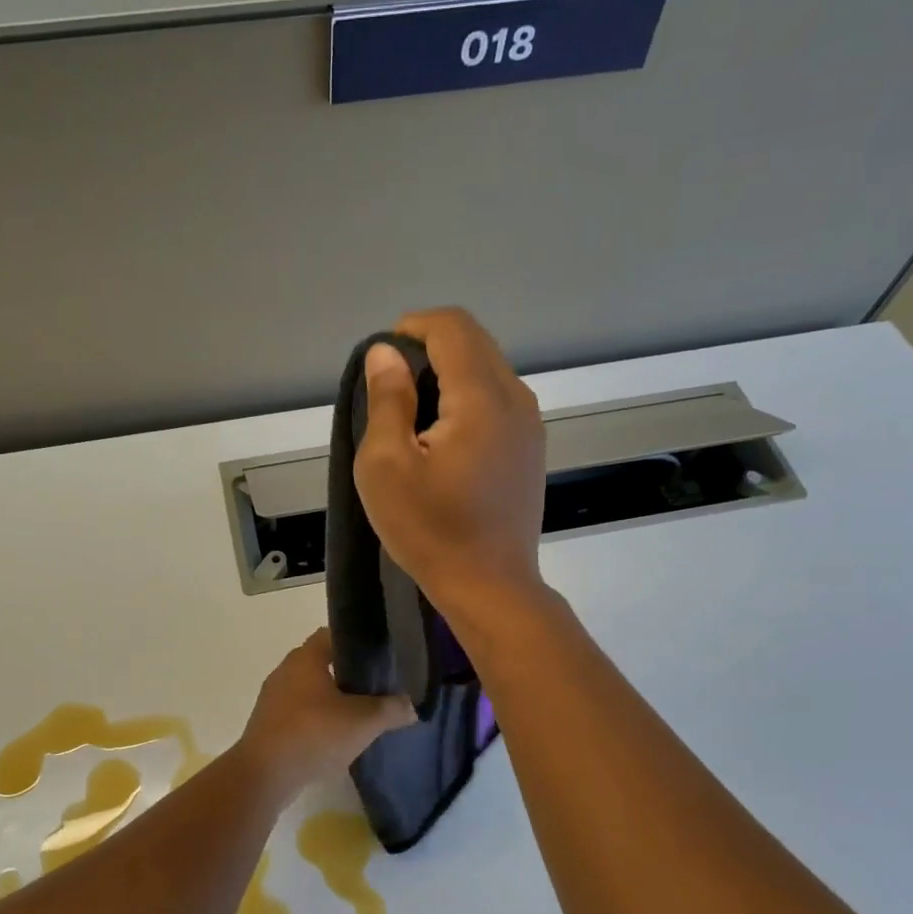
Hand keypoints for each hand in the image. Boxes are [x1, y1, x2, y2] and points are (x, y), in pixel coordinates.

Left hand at [236, 629, 415, 795]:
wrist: (264, 775)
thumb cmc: (314, 735)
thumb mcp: (363, 722)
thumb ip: (391, 709)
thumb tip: (411, 706)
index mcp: (305, 658)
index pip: (332, 635)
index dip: (356, 642)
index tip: (379, 657)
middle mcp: (285, 670)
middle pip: (321, 662)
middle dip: (347, 673)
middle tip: (375, 687)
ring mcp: (273, 697)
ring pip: (309, 689)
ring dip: (331, 698)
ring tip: (359, 713)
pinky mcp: (268, 722)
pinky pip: (298, 711)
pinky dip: (316, 718)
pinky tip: (334, 736)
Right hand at [355, 308, 548, 630]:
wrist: (490, 586)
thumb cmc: (431, 530)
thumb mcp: (387, 466)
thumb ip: (387, 400)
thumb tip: (386, 352)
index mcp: (482, 398)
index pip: (452, 327)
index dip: (412, 328)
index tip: (382, 360)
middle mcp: (516, 399)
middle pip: (474, 343)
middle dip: (428, 350)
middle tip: (392, 391)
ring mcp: (530, 425)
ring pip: (488, 370)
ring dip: (448, 376)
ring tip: (414, 417)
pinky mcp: (530, 448)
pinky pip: (498, 400)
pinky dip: (467, 399)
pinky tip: (444, 440)